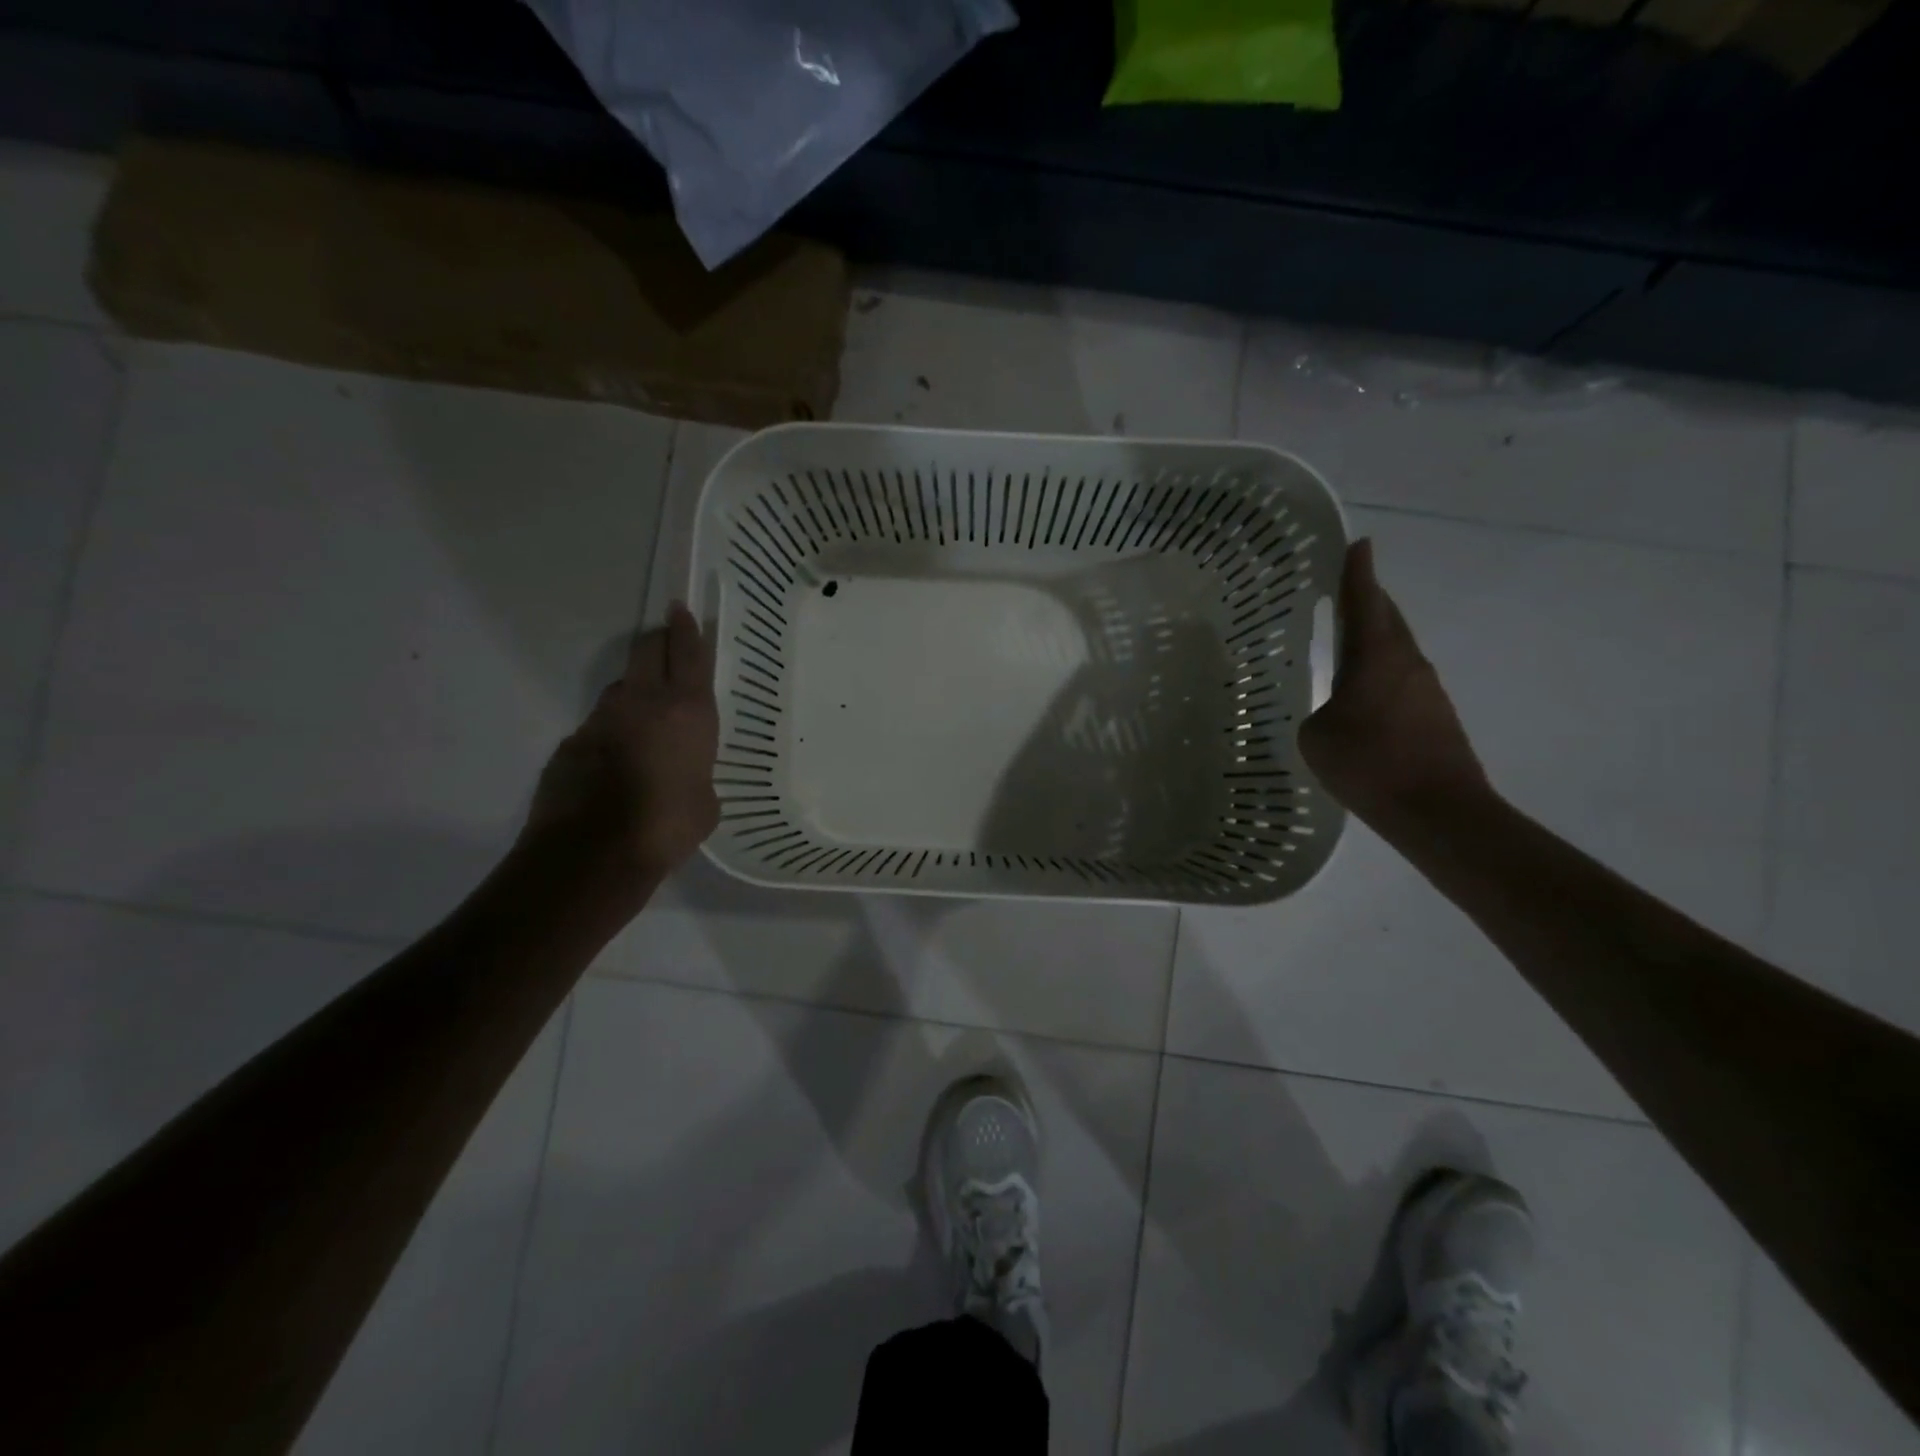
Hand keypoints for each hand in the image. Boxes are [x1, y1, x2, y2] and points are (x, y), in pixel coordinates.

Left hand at [525, 602, 720, 881]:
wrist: (594, 854)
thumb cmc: (669, 826)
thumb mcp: (706, 804)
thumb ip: (699, 777)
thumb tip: (687, 778)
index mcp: (687, 712)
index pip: (690, 655)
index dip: (688, 629)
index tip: (683, 609)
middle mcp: (643, 703)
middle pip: (647, 651)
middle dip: (658, 640)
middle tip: (666, 641)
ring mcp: (601, 719)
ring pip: (620, 689)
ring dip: (634, 692)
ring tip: (644, 719)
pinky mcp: (571, 743)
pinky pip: (597, 727)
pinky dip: (610, 734)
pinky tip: (614, 764)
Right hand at [1298, 539, 1490, 829]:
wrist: (1438, 811)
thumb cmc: (1369, 764)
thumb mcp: (1317, 736)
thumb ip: (1318, 712)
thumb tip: (1332, 712)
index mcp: (1377, 656)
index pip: (1364, 601)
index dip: (1358, 572)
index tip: (1358, 544)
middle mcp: (1407, 662)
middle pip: (1387, 618)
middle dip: (1367, 599)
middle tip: (1344, 588)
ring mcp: (1426, 689)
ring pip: (1396, 649)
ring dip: (1374, 638)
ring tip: (1344, 639)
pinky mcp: (1435, 715)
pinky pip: (1401, 679)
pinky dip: (1379, 672)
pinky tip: (1361, 692)